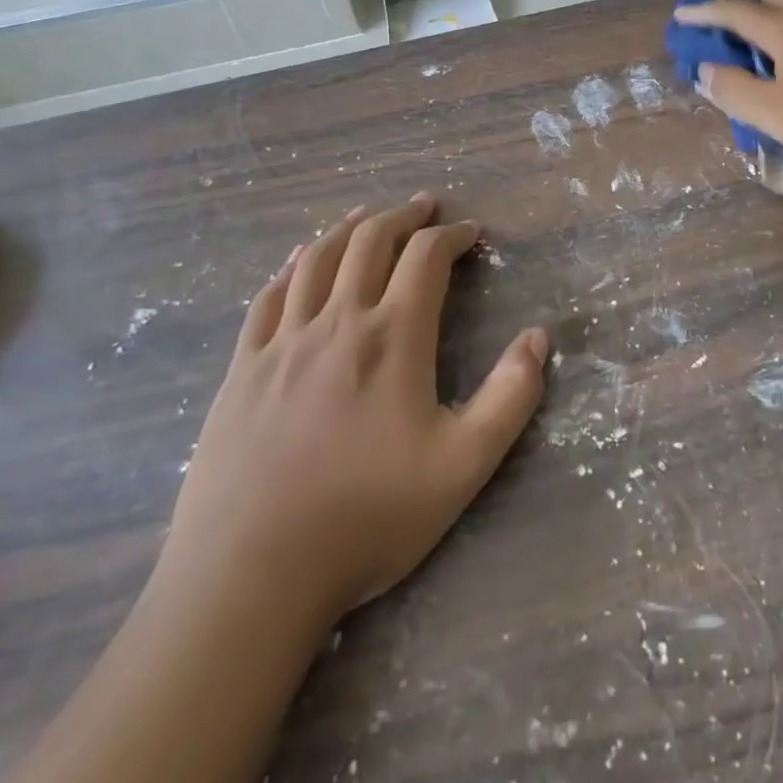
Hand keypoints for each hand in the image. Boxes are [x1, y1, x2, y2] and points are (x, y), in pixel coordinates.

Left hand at [160, 194, 547, 639]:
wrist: (250, 576)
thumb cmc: (367, 519)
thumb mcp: (463, 466)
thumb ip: (511, 397)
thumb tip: (539, 338)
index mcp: (392, 338)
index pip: (427, 258)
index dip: (453, 236)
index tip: (473, 234)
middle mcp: (337, 322)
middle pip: (370, 241)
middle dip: (403, 216)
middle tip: (425, 206)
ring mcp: (282, 342)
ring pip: (316, 258)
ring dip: (349, 228)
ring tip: (369, 216)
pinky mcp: (242, 368)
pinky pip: (269, 295)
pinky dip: (292, 265)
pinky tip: (300, 259)